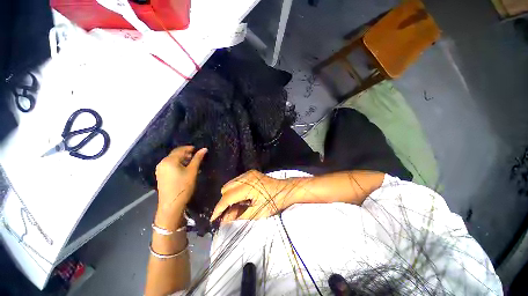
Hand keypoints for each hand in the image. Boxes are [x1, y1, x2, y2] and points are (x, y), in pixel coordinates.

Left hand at [155, 146, 206, 215]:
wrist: (171, 204)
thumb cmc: (183, 186)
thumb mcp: (192, 171)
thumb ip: (197, 158)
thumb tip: (204, 149)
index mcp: (169, 160)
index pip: (180, 150)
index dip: (190, 148)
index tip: (198, 149)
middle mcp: (162, 163)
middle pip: (175, 154)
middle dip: (186, 153)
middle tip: (196, 156)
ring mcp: (160, 169)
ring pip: (173, 160)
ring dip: (182, 159)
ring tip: (192, 162)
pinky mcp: (161, 175)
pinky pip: (170, 165)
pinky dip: (178, 164)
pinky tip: (184, 168)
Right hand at [210, 170, 290, 222]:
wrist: (285, 190)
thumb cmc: (274, 202)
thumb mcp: (257, 212)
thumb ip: (239, 215)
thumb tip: (224, 219)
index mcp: (248, 187)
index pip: (227, 197)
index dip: (219, 208)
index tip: (213, 218)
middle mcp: (246, 177)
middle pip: (226, 188)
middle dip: (224, 201)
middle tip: (228, 213)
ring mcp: (248, 173)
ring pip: (230, 184)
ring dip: (229, 195)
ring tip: (236, 205)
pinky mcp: (250, 173)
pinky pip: (236, 181)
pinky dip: (235, 190)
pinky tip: (241, 197)